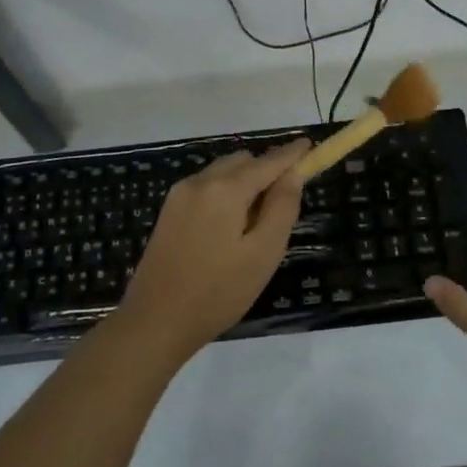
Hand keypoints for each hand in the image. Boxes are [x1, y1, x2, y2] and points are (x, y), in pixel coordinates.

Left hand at [114, 139, 310, 361]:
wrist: (155, 321)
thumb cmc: (218, 292)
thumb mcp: (263, 253)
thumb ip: (282, 208)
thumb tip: (294, 174)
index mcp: (225, 189)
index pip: (267, 161)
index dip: (291, 154)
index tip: (310, 145)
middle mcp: (199, 182)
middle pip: (242, 161)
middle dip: (267, 170)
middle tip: (286, 200)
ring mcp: (179, 195)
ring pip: (222, 173)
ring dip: (245, 182)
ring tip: (259, 220)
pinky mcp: (169, 211)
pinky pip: (206, 188)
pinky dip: (226, 192)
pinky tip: (231, 225)